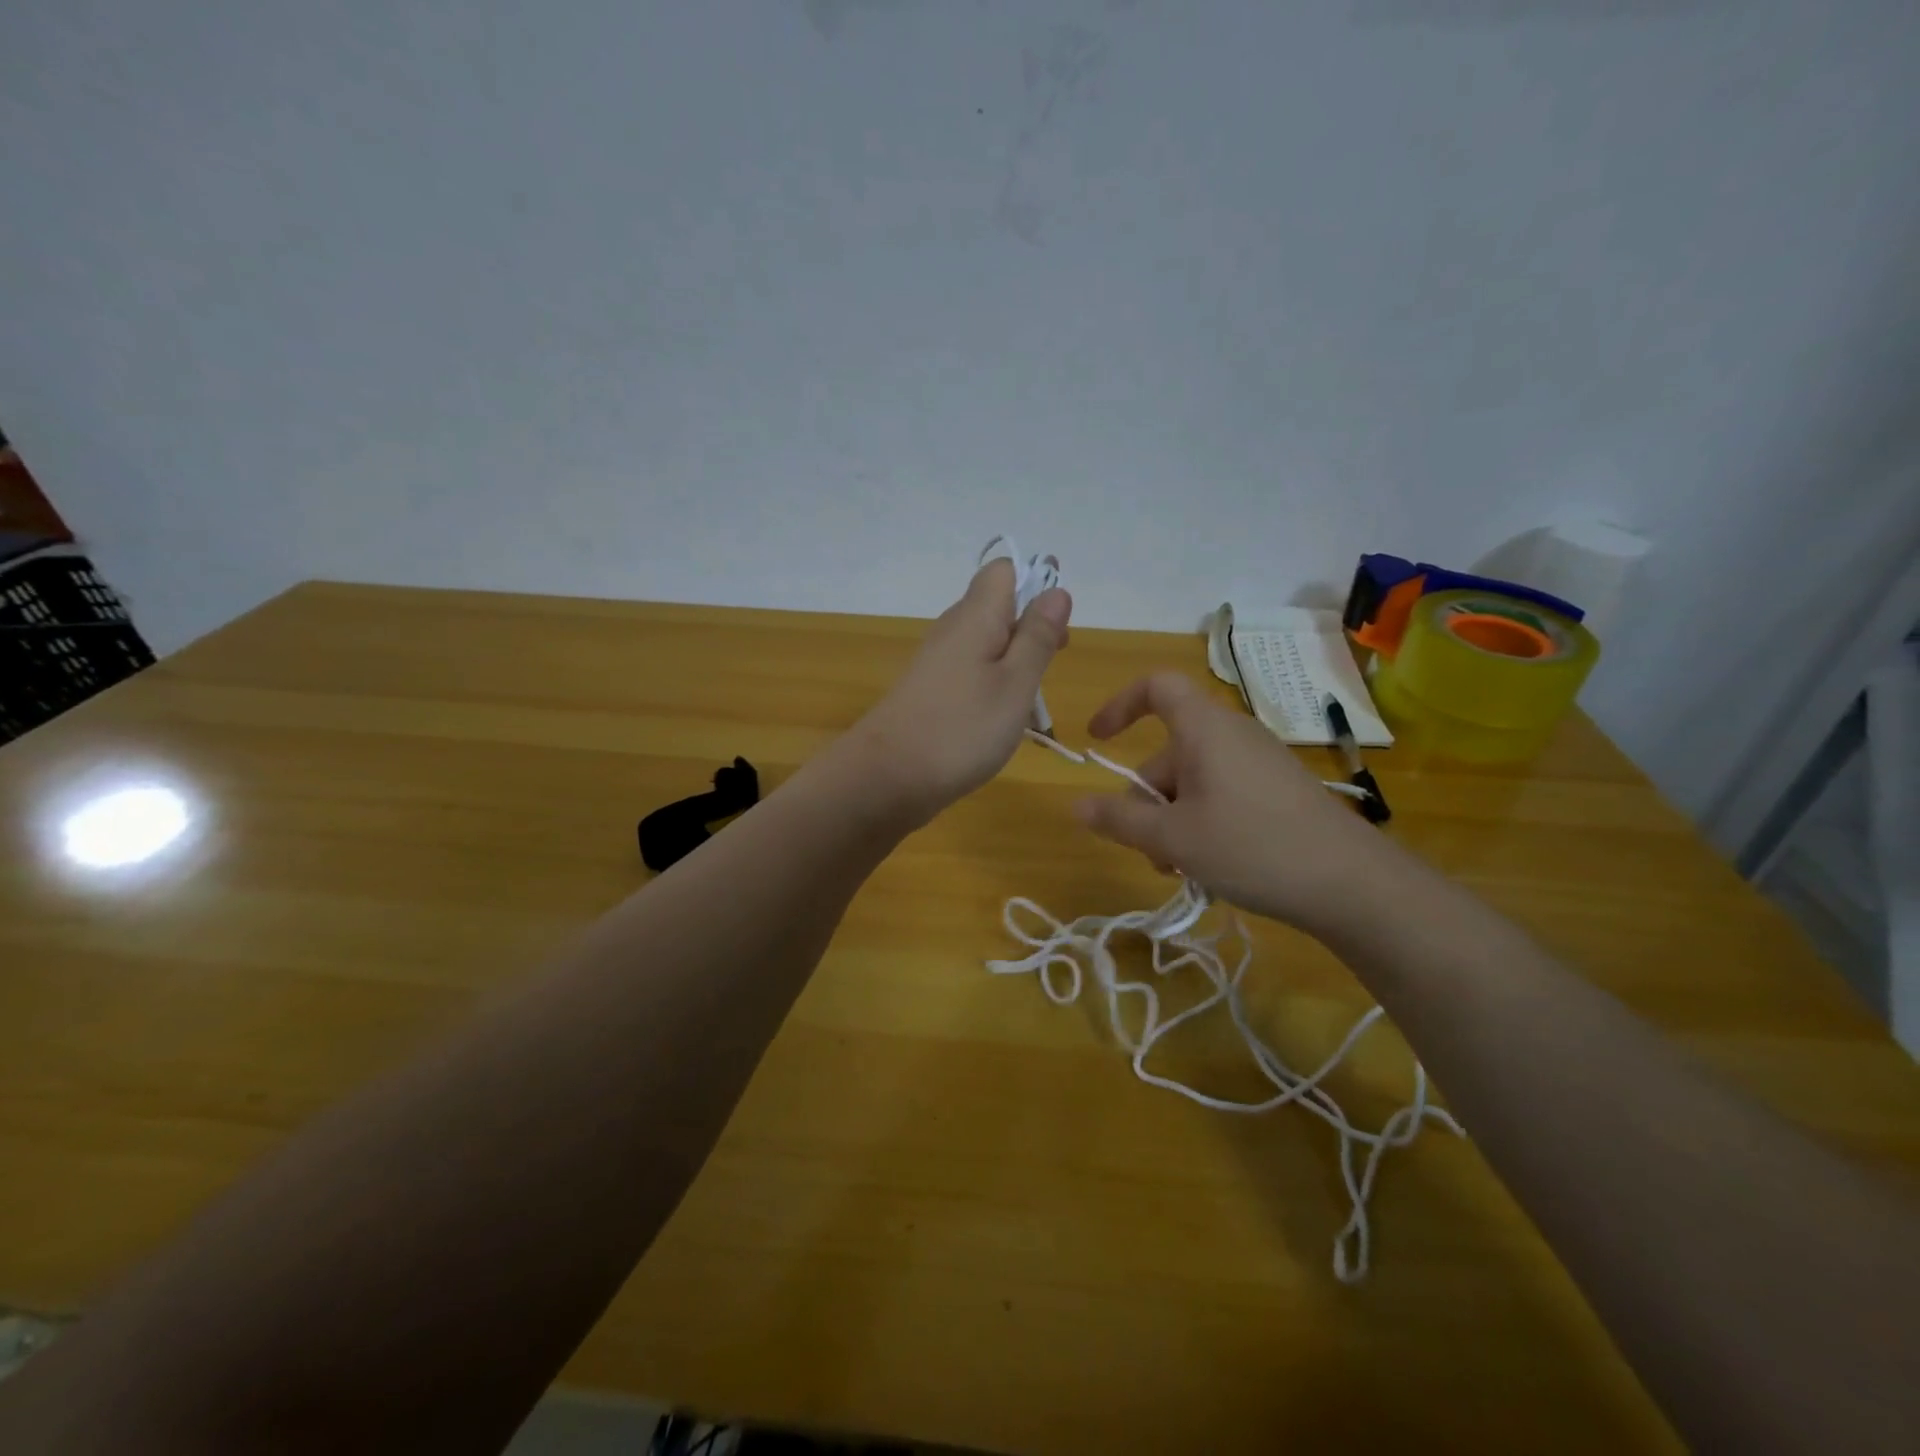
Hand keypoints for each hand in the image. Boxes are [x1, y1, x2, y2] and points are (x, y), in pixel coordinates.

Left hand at [845, 557, 1071, 826]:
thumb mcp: (1015, 683)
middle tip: (1056, 659)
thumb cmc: (962, 729)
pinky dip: (994, 685)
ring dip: (1015, 659)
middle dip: (1031, 626)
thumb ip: (1037, 637)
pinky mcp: (930, 692)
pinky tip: (1004, 718)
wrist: (887, 778)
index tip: (1059, 620)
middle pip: (996, 607)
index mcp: (975, 617)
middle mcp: (952, 630)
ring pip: (985, 643)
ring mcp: (937, 663)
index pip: (1002, 570)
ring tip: (1034, 698)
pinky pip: (970, 672)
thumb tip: (1056, 590)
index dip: (1035, 582)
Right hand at [1073, 672, 1388, 935]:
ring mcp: (1260, 763)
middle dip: (1148, 801)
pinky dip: (1204, 823)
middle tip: (1151, 852)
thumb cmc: (1251, 847)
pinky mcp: (1279, 791)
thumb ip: (1120, 820)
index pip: (1156, 686)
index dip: (1120, 704)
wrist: (1352, 883)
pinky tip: (1212, 866)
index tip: (1097, 740)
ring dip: (1174, 821)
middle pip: (1169, 753)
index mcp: (1205, 729)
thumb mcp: (1173, 838)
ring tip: (1182, 868)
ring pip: (1194, 782)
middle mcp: (1232, 735)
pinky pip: (1223, 794)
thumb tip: (1077, 805)